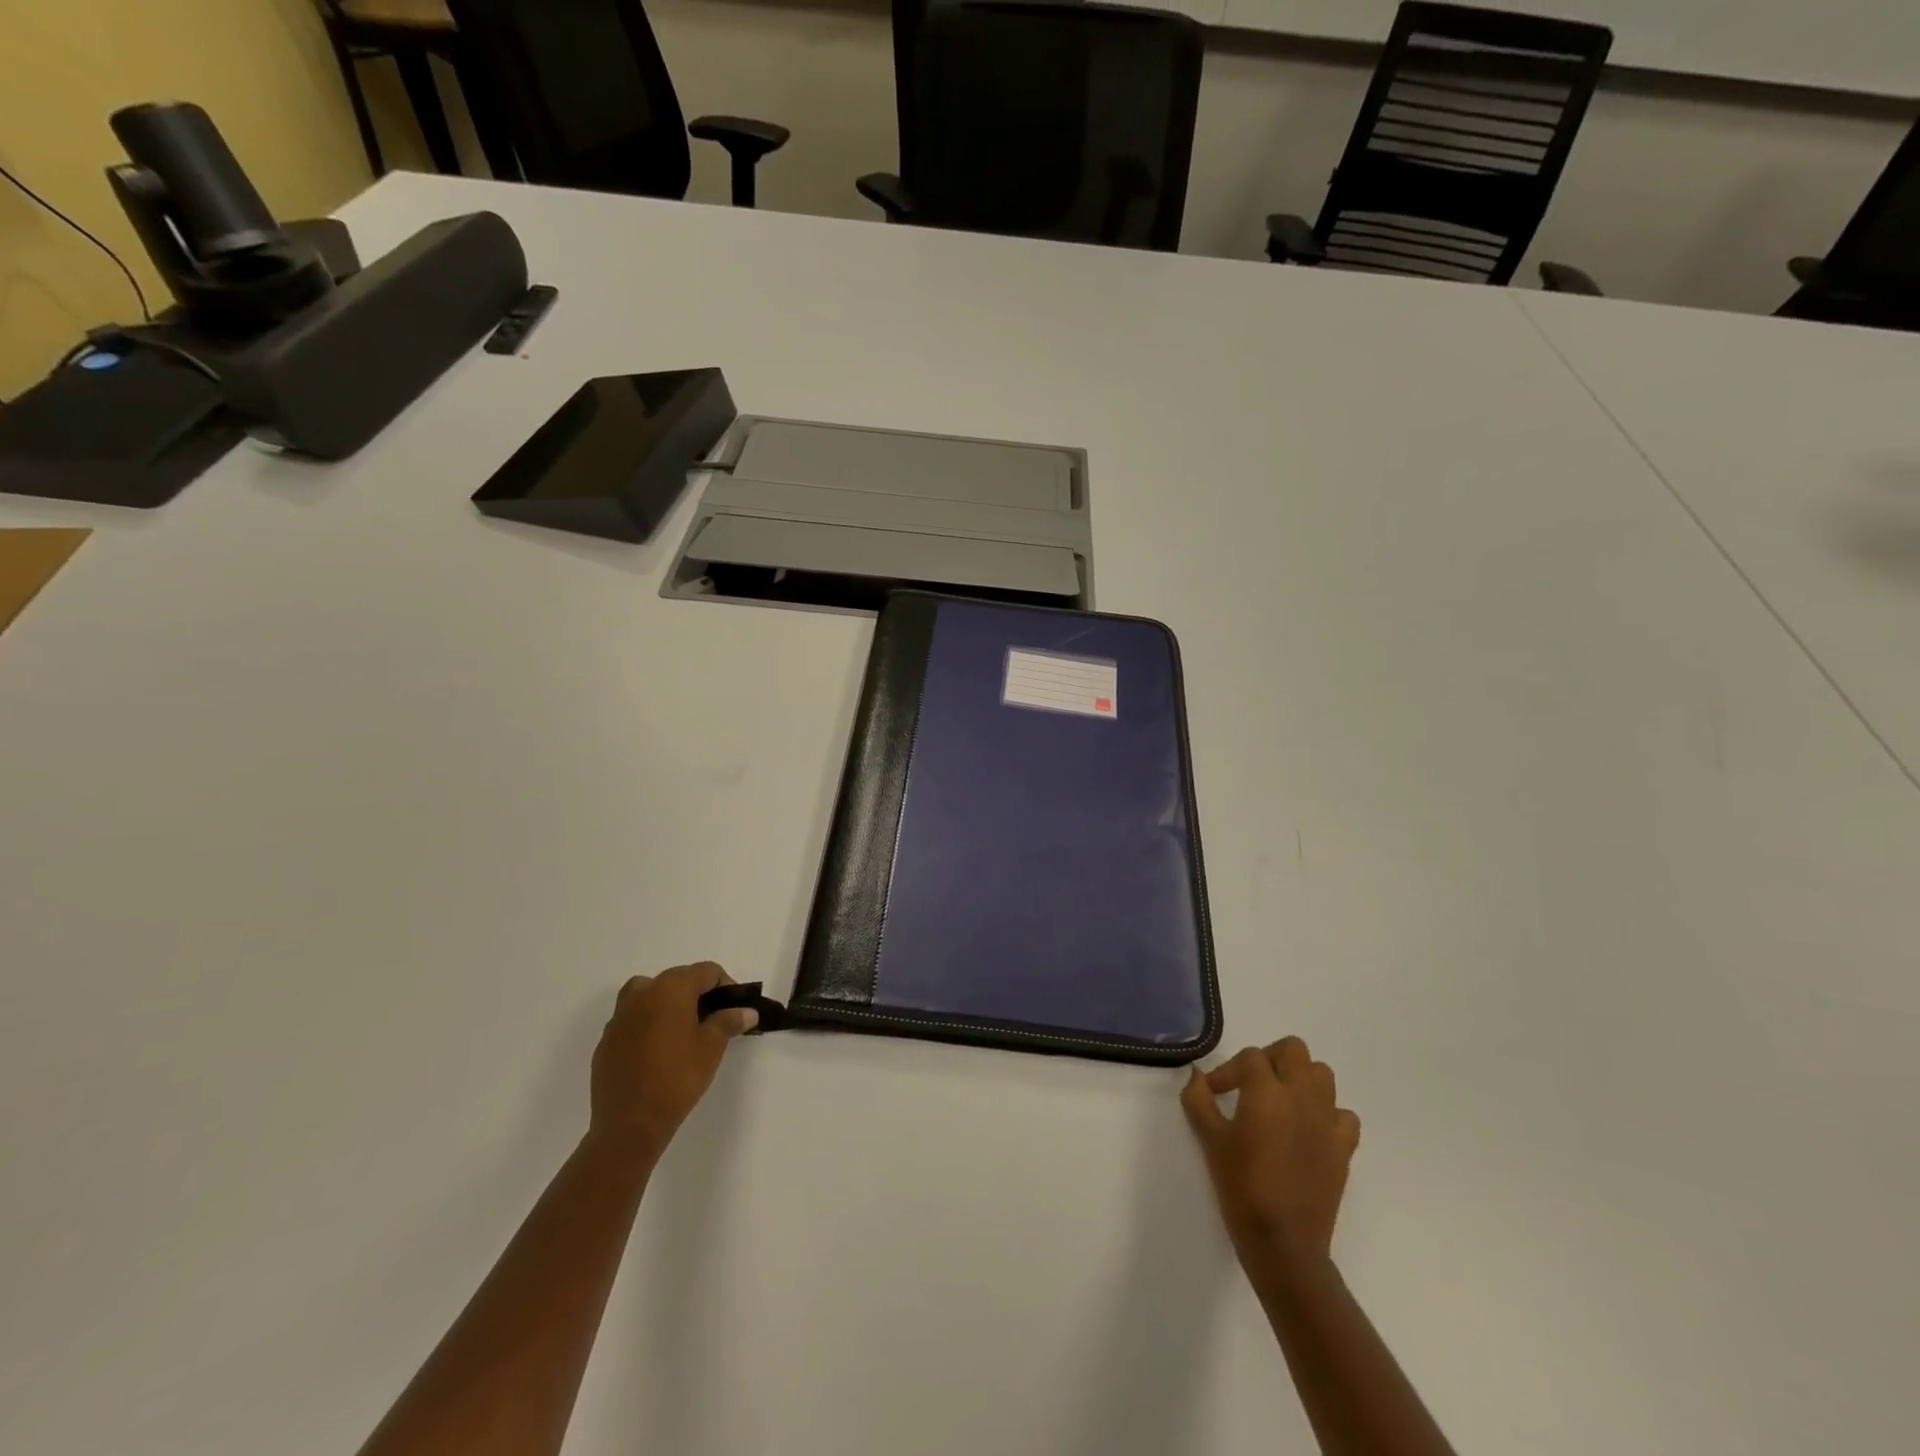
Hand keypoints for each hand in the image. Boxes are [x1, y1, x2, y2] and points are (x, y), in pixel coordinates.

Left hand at [589, 963, 751, 1160]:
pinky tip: (658, 1052)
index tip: (734, 1007)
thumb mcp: (712, 1047)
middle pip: (677, 979)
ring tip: (683, 1031)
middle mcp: (641, 993)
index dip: (726, 985)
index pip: (706, 971)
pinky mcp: (606, 1041)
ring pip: (649, 996)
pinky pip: (632, 1021)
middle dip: (698, 994)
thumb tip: (746, 1011)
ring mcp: (619, 1017)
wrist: (629, 1124)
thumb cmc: (678, 1077)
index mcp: (670, 988)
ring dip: (669, 1004)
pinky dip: (648, 1025)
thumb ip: (729, 1021)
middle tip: (713, 1019)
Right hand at [1182, 1036, 1361, 1273]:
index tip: (1214, 1092)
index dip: (1228, 1070)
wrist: (1283, 1242)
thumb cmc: (1241, 1186)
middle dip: (1270, 1059)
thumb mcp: (1210, 1139)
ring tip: (1280, 1101)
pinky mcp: (1344, 1148)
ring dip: (1300, 1079)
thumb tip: (1196, 1075)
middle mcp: (1301, 1096)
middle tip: (1251, 1083)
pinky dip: (1327, 1113)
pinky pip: (1343, 1115)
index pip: (1250, 1057)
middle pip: (1293, 1050)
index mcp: (1267, 1090)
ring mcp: (1327, 1121)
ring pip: (1322, 1075)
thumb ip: (1199, 1100)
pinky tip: (1309, 1129)